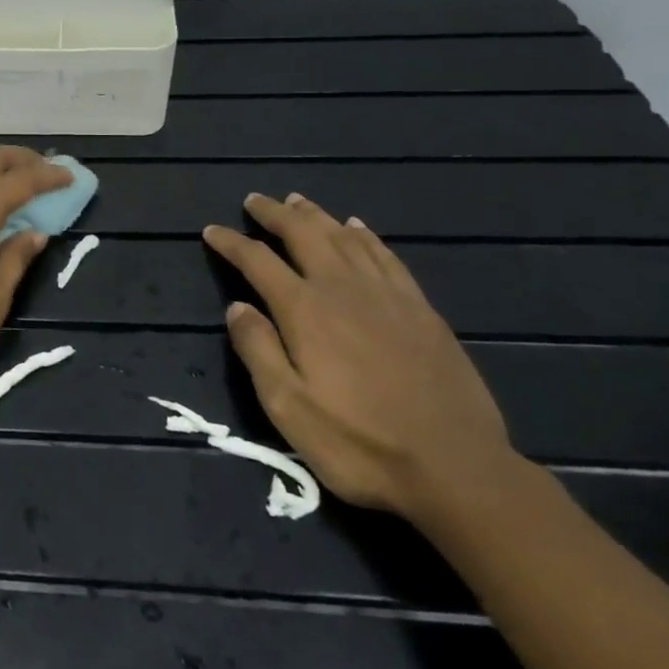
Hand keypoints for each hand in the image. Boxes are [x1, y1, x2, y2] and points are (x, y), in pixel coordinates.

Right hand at [203, 193, 517, 522]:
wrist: (456, 468)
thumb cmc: (360, 443)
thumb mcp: (289, 408)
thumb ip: (258, 350)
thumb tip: (237, 306)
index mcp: (305, 310)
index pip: (257, 261)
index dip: (231, 242)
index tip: (211, 231)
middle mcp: (342, 288)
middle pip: (303, 233)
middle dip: (274, 213)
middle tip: (255, 200)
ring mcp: (386, 294)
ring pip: (343, 237)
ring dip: (316, 215)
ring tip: (297, 201)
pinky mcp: (420, 308)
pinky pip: (385, 255)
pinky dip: (365, 235)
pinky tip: (357, 227)